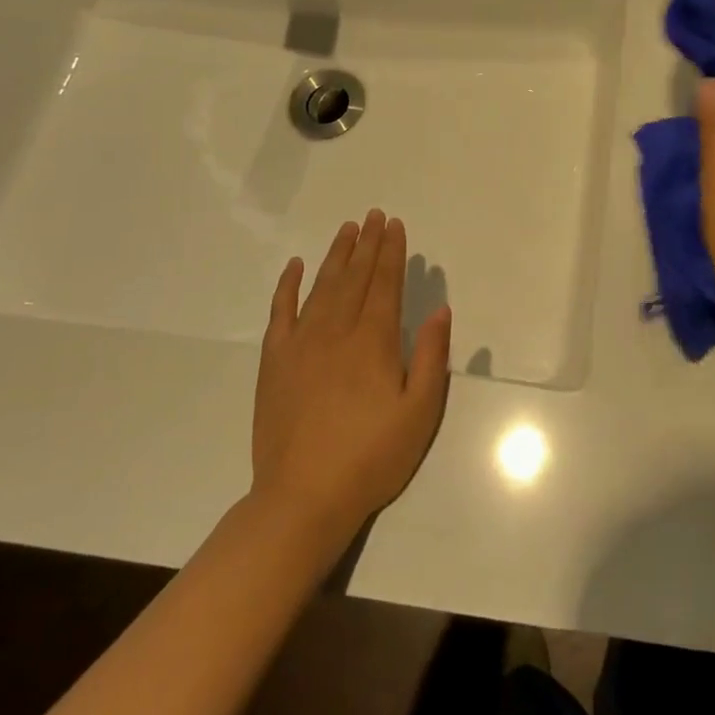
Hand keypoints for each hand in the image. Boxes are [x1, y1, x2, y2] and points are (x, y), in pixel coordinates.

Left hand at [251, 211, 451, 542]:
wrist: (302, 499)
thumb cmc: (371, 458)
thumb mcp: (419, 413)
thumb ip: (431, 356)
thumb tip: (440, 310)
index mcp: (373, 342)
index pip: (385, 284)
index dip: (392, 252)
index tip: (395, 225)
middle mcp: (336, 332)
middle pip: (354, 277)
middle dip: (367, 244)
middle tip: (373, 215)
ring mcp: (300, 344)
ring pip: (321, 287)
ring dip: (336, 255)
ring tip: (347, 229)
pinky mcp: (274, 362)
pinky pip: (280, 312)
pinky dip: (288, 286)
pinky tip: (295, 266)